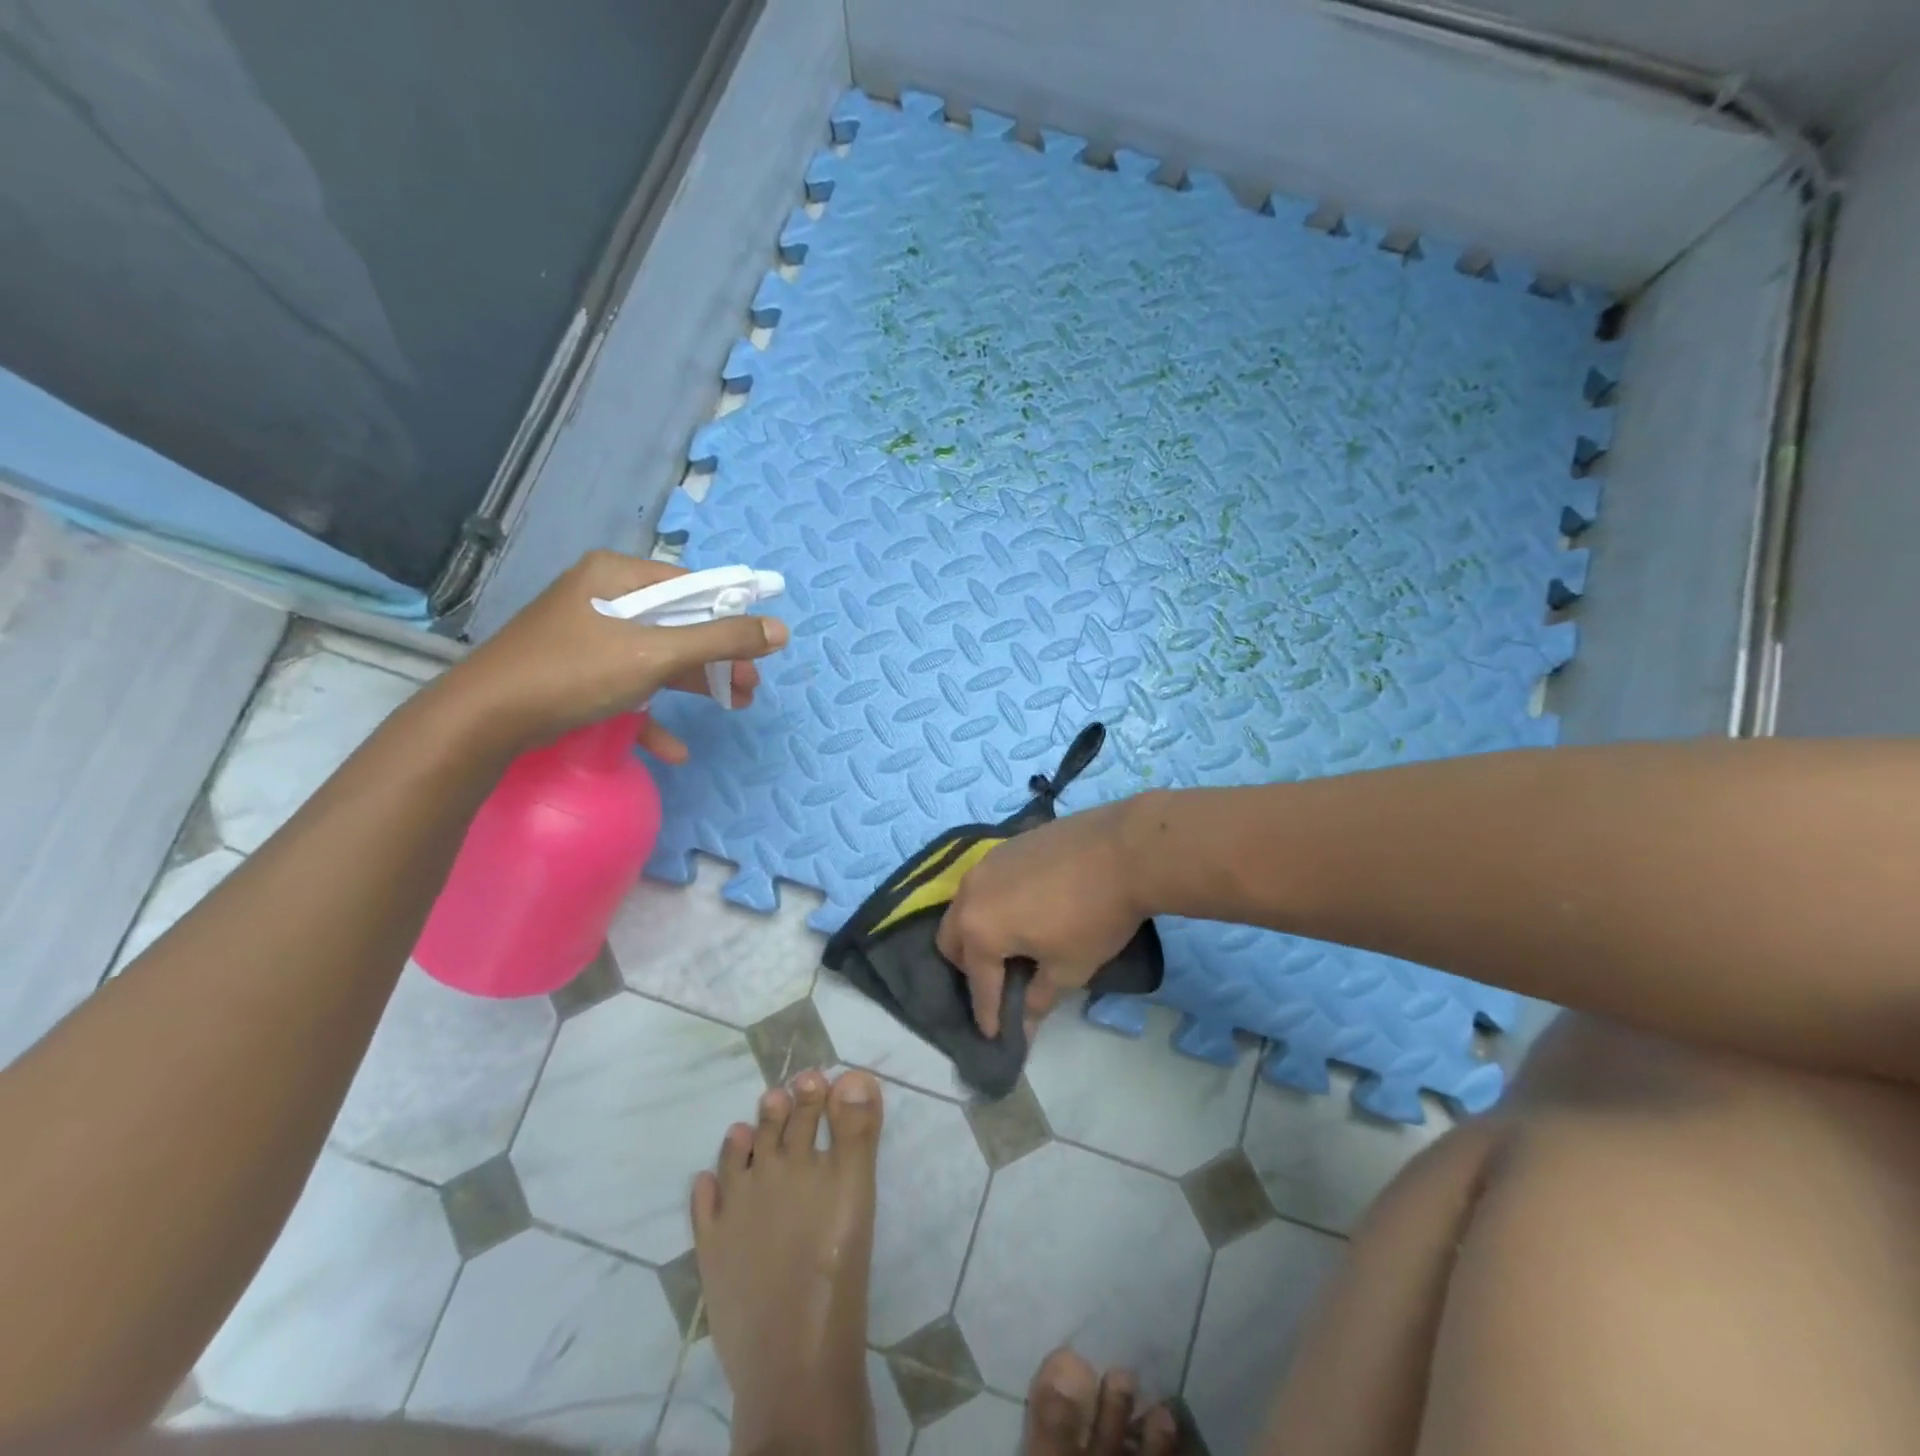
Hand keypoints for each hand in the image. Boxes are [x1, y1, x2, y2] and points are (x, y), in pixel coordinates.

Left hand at [442, 551, 789, 758]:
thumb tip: (780, 630)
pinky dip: (654, 712)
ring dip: (697, 682)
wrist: (484, 720)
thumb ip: (720, 640)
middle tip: (750, 684)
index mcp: (619, 576)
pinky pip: (629, 685)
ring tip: (735, 705)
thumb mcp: (655, 654)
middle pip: (680, 622)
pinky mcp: (579, 672)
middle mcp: (605, 597)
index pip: (693, 585)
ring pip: (659, 655)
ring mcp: (590, 636)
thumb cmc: (574, 672)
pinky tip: (676, 748)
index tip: (762, 645)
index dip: (732, 613)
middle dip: (720, 656)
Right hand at [935, 799, 1149, 1037]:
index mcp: (980, 930)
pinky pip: (986, 882)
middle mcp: (971, 894)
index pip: (978, 982)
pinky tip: (1023, 907)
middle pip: (952, 939)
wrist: (1124, 850)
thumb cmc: (1094, 918)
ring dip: (978, 930)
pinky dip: (993, 902)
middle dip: (969, 967)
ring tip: (1010, 943)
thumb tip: (1025, 1023)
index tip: (994, 1035)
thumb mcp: (1069, 969)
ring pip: (965, 905)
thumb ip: (1038, 998)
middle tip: (998, 982)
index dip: (988, 1013)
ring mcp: (986, 864)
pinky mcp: (1006, 845)